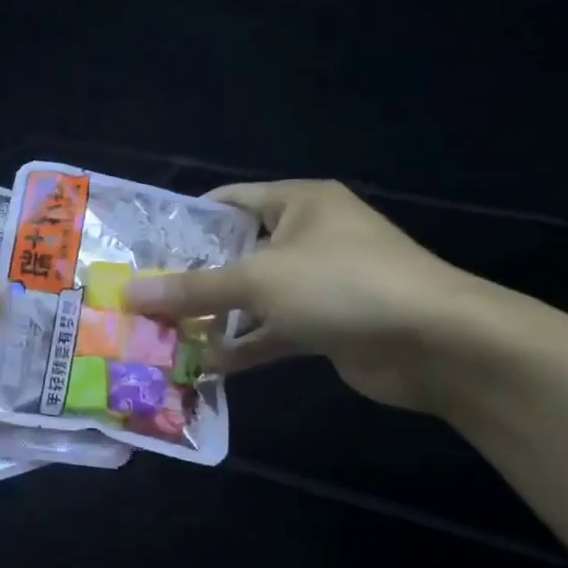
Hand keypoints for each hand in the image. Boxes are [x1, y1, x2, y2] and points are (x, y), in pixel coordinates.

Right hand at [123, 181, 486, 410]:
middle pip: (236, 253)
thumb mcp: (259, 280)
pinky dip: (243, 346)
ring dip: (213, 317)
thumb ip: (193, 289)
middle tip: (142, 297)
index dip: (185, 223)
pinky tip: (202, 365)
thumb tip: (129, 293)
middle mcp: (307, 236)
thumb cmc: (343, 285)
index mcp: (298, 204)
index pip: (229, 202)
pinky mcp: (326, 324)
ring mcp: (319, 283)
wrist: (438, 343)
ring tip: (160, 333)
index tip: (142, 249)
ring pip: (252, 297)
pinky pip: (273, 330)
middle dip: (191, 278)